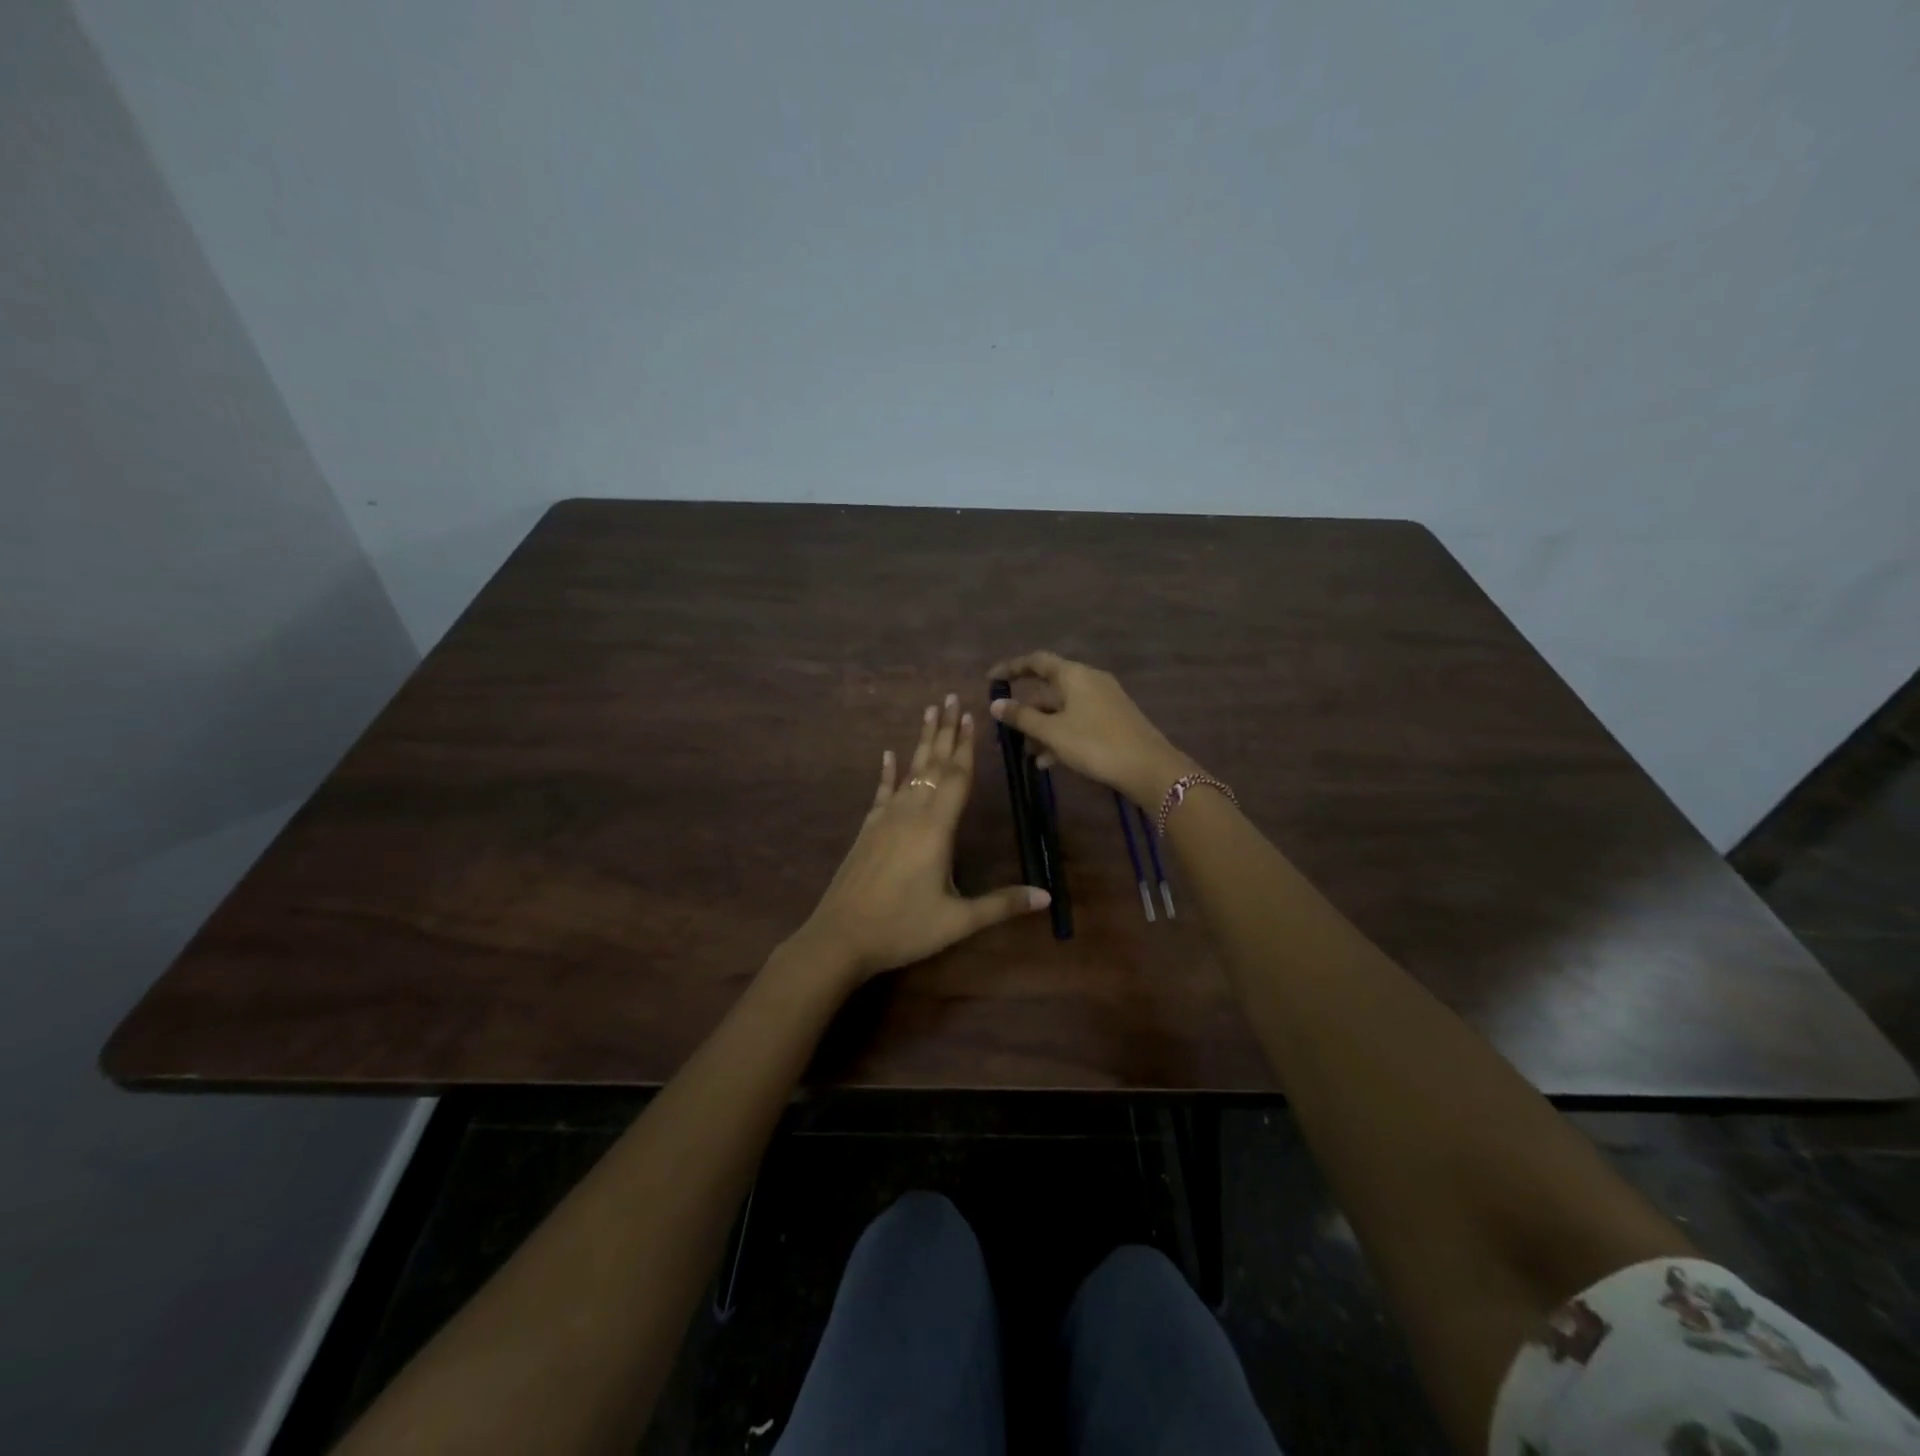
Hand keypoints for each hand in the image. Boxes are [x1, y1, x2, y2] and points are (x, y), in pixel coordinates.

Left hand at [793, 694, 1050, 983]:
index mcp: (935, 828)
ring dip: (921, 741)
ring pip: (908, 770)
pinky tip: (888, 754)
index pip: (956, 777)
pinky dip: (887, 771)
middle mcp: (910, 813)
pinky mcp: (867, 829)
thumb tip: (1048, 896)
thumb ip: (1002, 904)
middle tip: (950, 697)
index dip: (966, 746)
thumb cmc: (903, 928)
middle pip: (932, 764)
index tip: (971, 715)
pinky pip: (881, 791)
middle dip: (945, 731)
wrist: (840, 937)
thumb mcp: (958, 921)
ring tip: (928, 712)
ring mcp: (884, 819)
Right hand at [986, 651, 1193, 806]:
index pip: (1036, 661)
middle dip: (1026, 709)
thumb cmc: (1095, 743)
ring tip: (1027, 753)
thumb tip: (995, 704)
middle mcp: (1089, 680)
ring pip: (1063, 708)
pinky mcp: (1112, 720)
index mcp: (1074, 675)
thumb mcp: (1052, 732)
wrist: (1148, 767)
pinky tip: (1049, 761)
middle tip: (1006, 729)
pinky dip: (1060, 735)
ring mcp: (1103, 700)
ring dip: (1042, 727)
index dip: (1011, 668)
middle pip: (1049, 688)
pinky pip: (1077, 721)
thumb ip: (1022, 717)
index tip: (991, 679)